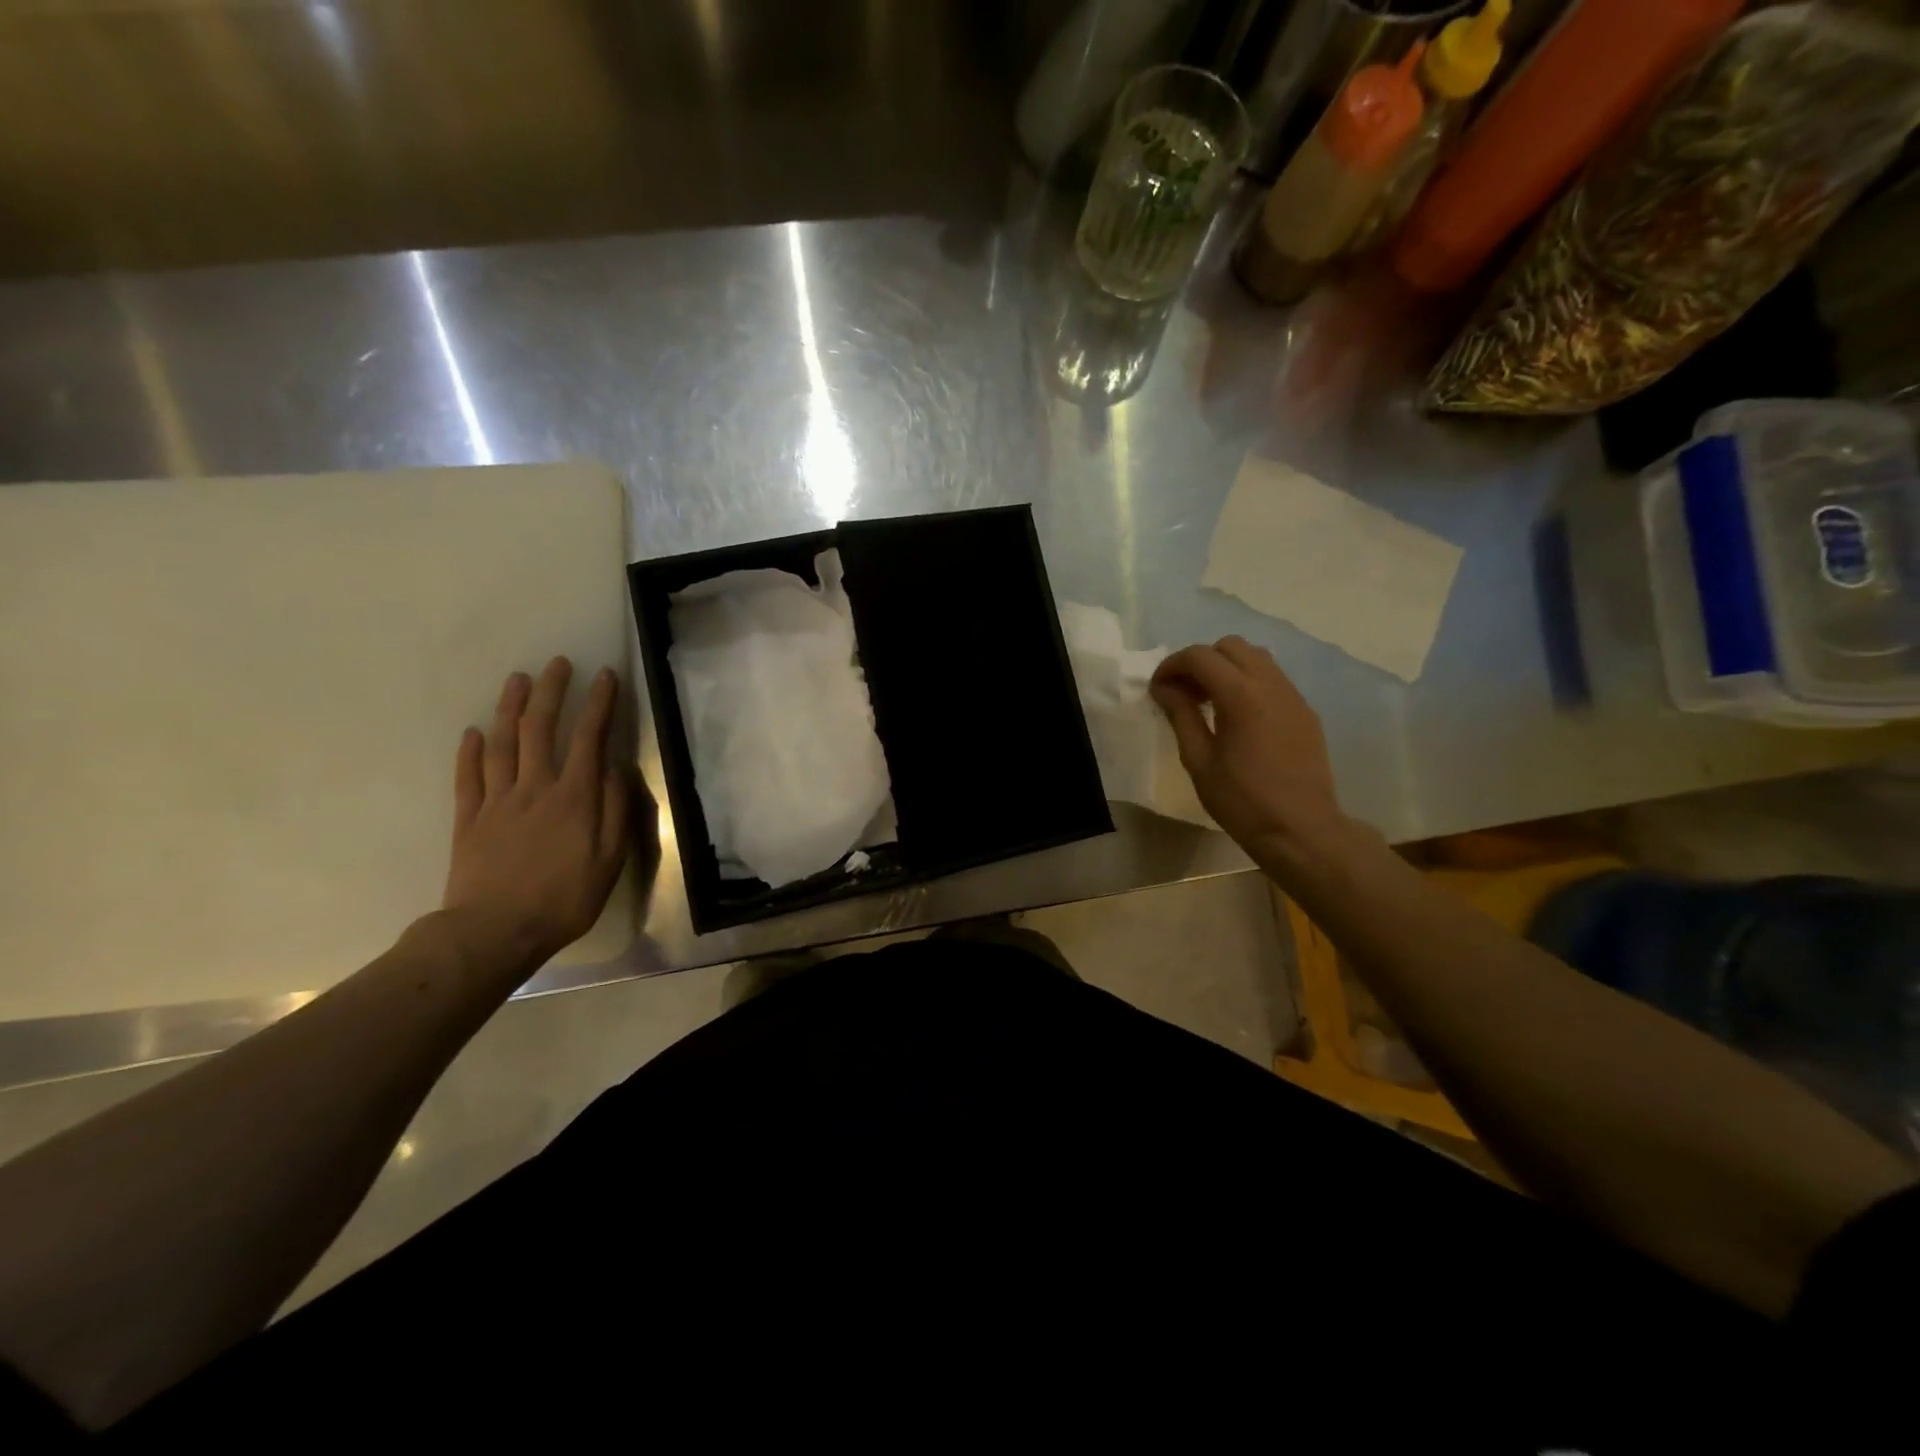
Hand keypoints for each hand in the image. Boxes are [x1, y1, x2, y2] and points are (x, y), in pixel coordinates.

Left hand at [442, 657, 630, 966]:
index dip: (599, 704)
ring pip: (502, 743)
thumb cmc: (565, 898)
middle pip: (540, 729)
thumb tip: (617, 769)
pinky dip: (470, 751)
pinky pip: (468, 777)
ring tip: (518, 680)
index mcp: (574, 797)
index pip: (589, 738)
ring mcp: (497, 801)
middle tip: (557, 663)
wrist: (495, 932)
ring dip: (510, 708)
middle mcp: (535, 788)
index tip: (606, 676)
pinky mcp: (468, 819)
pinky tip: (473, 732)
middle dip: (551, 691)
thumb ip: (616, 810)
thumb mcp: (610, 859)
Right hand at [1150, 637, 1348, 869]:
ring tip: (1208, 701)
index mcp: (1241, 696)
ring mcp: (1293, 696)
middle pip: (1230, 646)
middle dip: (1200, 661)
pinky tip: (1236, 716)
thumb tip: (1165, 688)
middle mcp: (1271, 684)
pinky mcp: (1304, 711)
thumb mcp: (1199, 761)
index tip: (1158, 689)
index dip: (1172, 665)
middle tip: (1183, 692)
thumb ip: (1181, 716)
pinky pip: (1272, 678)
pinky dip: (1248, 682)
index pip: (1200, 656)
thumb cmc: (1242, 801)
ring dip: (1226, 668)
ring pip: (1255, 657)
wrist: (1301, 830)